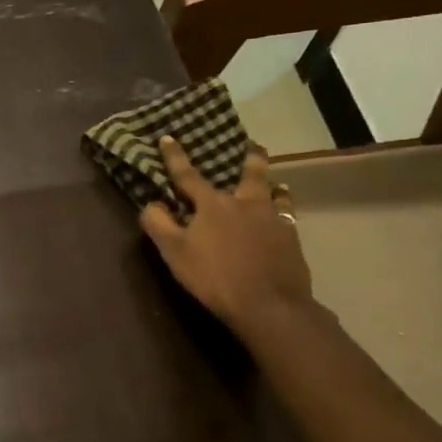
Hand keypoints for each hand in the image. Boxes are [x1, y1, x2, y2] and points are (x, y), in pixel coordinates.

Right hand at [139, 135, 312, 331]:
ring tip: (276, 182)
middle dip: (248, 157)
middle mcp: (244, 203)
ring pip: (274, 192)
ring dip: (272, 184)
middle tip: (252, 145)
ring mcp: (272, 219)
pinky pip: (288, 215)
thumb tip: (151, 203)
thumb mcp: (174, 252)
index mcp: (212, 205)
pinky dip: (284, 209)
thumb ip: (158, 224)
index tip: (168, 137)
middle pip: (249, 174)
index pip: (188, 175)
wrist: (268, 304)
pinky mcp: (290, 238)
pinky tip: (284, 215)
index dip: (175, 156)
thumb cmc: (214, 277)